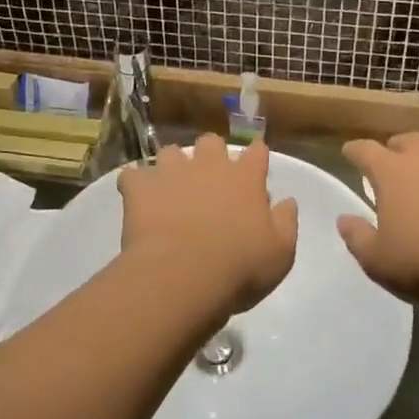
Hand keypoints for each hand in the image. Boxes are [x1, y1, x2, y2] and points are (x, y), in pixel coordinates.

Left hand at [119, 135, 298, 313]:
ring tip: (170, 189)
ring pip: (171, 152)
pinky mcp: (140, 187)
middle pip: (211, 142)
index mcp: (246, 178)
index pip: (257, 152)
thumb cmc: (240, 268)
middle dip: (210, 155)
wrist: (183, 276)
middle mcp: (210, 165)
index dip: (256, 158)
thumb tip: (287, 201)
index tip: (254, 170)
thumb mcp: (280, 253)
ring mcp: (172, 172)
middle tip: (209, 181)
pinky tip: (136, 199)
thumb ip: (286, 222)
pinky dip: (134, 185)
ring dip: (172, 166)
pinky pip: (132, 176)